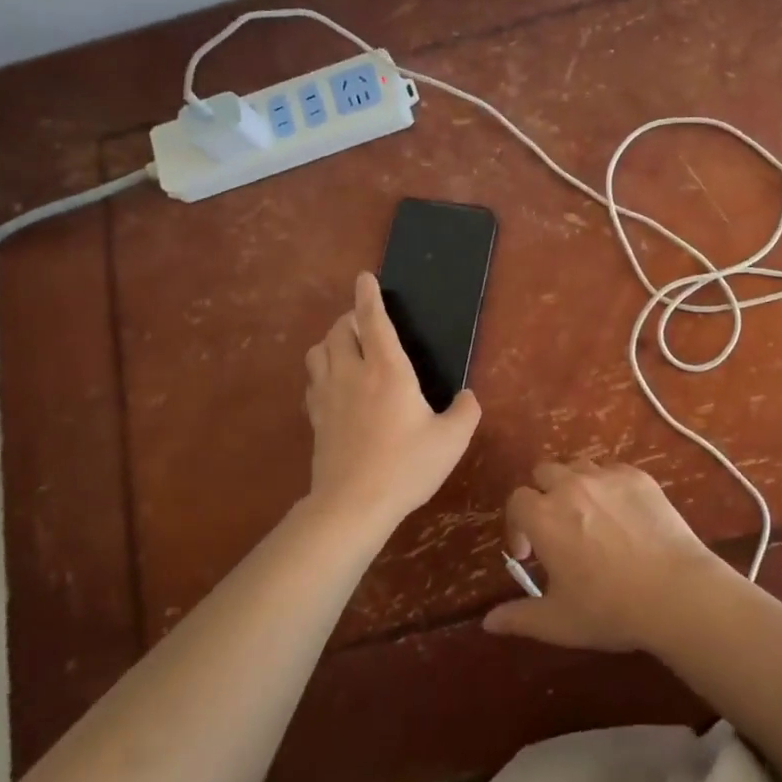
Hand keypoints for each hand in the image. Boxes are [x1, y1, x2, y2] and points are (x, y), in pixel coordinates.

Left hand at [303, 273, 481, 528]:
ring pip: (318, 351)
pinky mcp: (316, 417)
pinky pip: (313, 380)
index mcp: (387, 370)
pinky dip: (322, 371)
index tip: (365, 277)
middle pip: (339, 329)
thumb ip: (466, 412)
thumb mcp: (451, 440)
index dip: (368, 295)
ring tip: (348, 347)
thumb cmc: (406, 466)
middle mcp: (353, 373)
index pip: (372, 320)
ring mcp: (329, 395)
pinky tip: (335, 384)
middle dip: (350, 317)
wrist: (353, 505)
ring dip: (332, 341)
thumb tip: (468, 397)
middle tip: (365, 321)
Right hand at [482, 460, 730, 650]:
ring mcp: (606, 476)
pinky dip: (609, 487)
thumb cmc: (609, 609)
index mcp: (543, 516)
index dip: (517, 525)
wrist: (675, 592)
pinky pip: (613, 471)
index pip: (516, 501)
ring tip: (590, 519)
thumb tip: (488, 622)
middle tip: (558, 529)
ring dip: (575, 487)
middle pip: (544, 473)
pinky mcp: (638, 476)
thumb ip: (518, 617)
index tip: (530, 553)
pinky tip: (623, 516)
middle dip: (544, 496)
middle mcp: (570, 485)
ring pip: (578, 467)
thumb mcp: (558, 622)